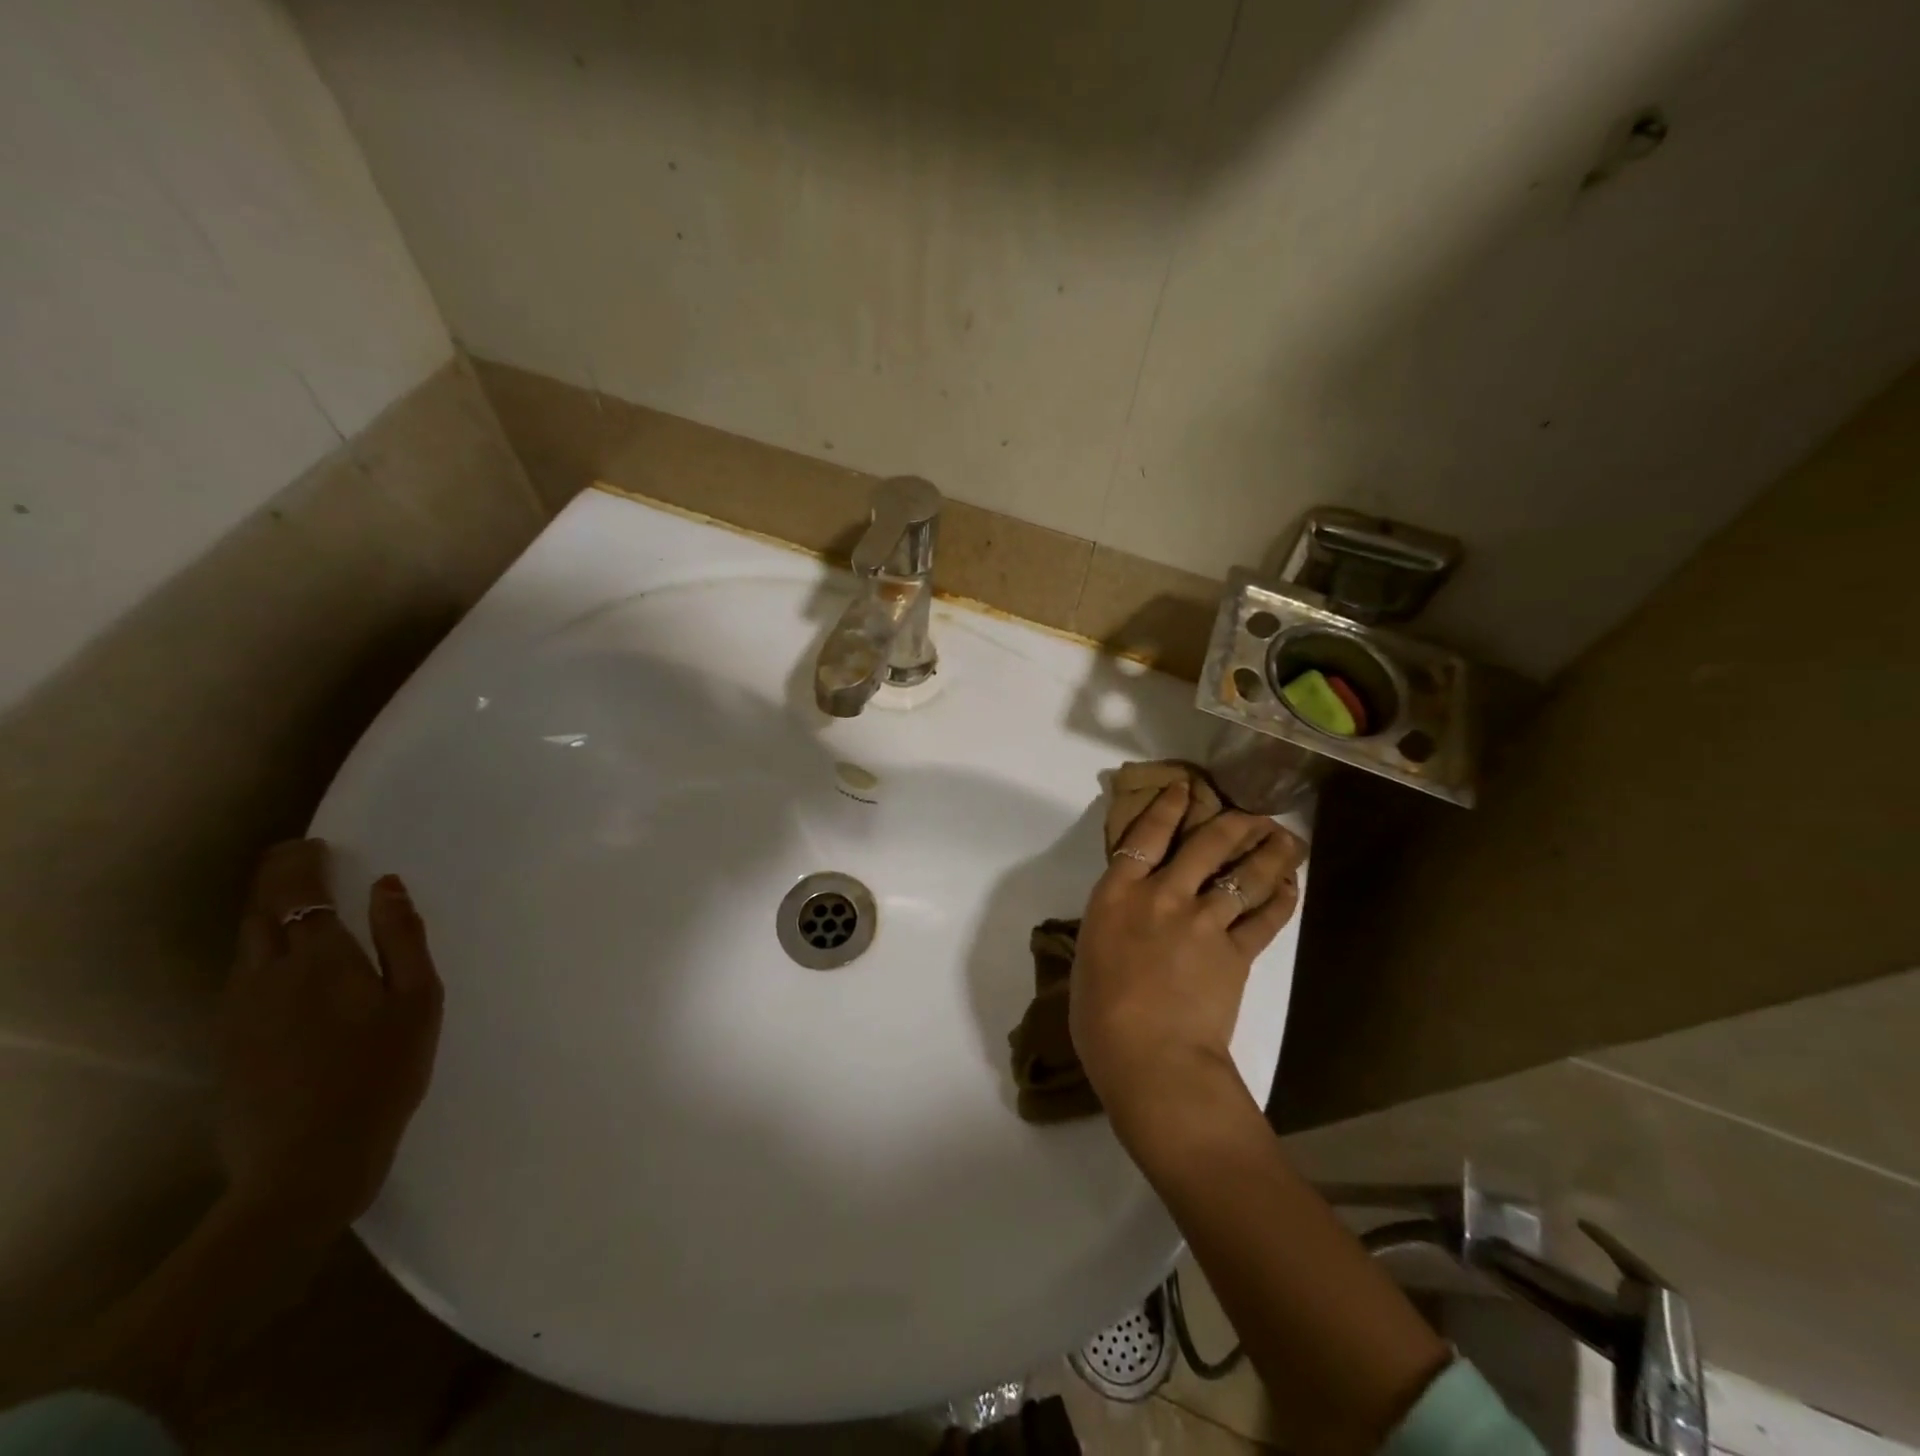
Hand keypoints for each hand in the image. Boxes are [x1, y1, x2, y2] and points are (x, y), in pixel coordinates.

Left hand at [217, 839, 442, 1239]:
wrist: (308, 1163)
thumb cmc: (383, 1073)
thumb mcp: (418, 1001)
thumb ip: (403, 938)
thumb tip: (388, 885)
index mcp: (319, 961)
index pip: (296, 892)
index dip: (299, 863)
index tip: (312, 843)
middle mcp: (266, 976)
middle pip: (260, 912)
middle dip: (276, 878)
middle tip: (298, 858)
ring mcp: (238, 1011)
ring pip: (244, 944)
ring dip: (265, 913)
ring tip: (295, 903)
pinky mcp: (227, 1041)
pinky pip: (240, 976)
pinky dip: (260, 949)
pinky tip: (284, 963)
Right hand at [1069, 784, 1303, 1133]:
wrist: (1150, 1058)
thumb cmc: (1099, 1017)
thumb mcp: (1090, 959)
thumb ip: (1111, 930)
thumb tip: (1125, 925)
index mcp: (1117, 895)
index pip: (1144, 836)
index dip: (1167, 807)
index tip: (1185, 788)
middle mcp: (1163, 896)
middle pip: (1205, 844)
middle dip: (1232, 821)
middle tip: (1253, 812)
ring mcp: (1203, 921)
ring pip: (1244, 874)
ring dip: (1270, 852)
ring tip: (1287, 839)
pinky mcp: (1236, 952)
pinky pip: (1265, 917)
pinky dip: (1282, 899)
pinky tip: (1292, 886)